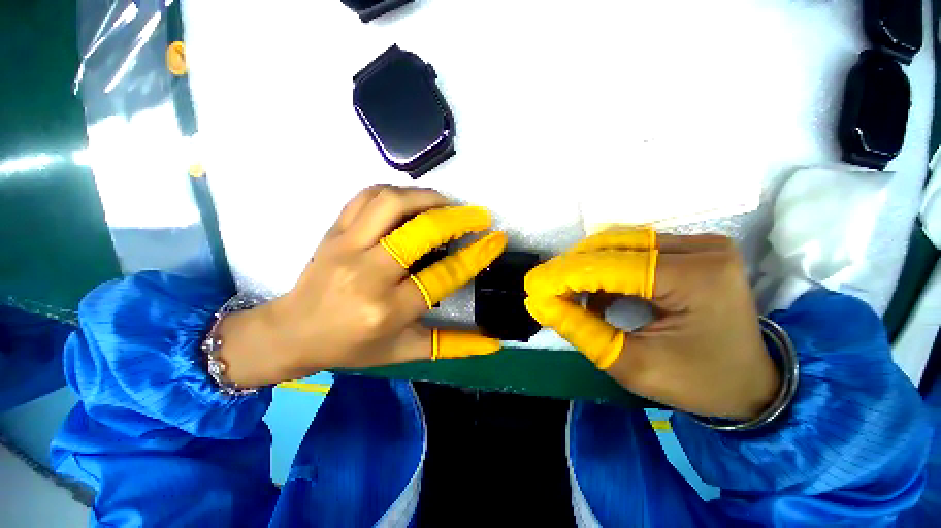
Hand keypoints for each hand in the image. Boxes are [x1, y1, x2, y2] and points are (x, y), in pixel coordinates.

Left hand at [217, 185, 507, 387]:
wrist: (292, 332)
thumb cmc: (352, 346)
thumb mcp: (404, 351)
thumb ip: (451, 345)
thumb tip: (493, 343)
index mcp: (387, 310)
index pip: (442, 276)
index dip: (475, 255)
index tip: (495, 240)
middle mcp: (367, 274)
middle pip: (419, 232)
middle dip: (457, 219)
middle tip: (477, 216)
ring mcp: (346, 246)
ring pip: (391, 203)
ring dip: (426, 198)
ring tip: (447, 204)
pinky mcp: (334, 231)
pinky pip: (366, 197)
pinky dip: (395, 192)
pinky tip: (411, 201)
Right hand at [524, 229, 779, 419]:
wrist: (753, 384)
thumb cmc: (699, 383)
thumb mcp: (633, 366)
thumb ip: (581, 330)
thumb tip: (540, 303)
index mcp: (695, 279)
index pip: (611, 266)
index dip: (564, 275)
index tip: (532, 286)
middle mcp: (700, 249)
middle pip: (613, 246)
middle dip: (571, 268)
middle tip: (545, 289)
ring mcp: (699, 244)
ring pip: (620, 243)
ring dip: (586, 267)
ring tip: (568, 293)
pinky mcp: (692, 249)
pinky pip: (634, 249)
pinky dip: (606, 268)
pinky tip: (597, 293)